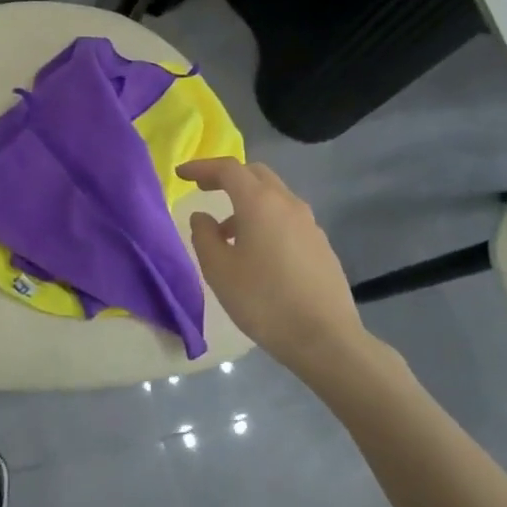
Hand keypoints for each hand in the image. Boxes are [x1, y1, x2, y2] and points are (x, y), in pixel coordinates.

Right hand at [178, 158, 364, 366]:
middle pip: (255, 174)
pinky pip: (287, 218)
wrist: (325, 339)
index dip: (202, 167)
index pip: (228, 169)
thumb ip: (204, 236)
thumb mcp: (219, 270)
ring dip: (247, 202)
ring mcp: (309, 224)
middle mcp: (287, 204)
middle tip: (204, 189)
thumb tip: (203, 217)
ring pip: (274, 197)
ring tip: (227, 233)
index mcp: (259, 203)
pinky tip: (258, 253)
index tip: (181, 174)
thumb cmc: (263, 301)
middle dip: (228, 177)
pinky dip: (266, 220)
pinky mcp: (321, 245)